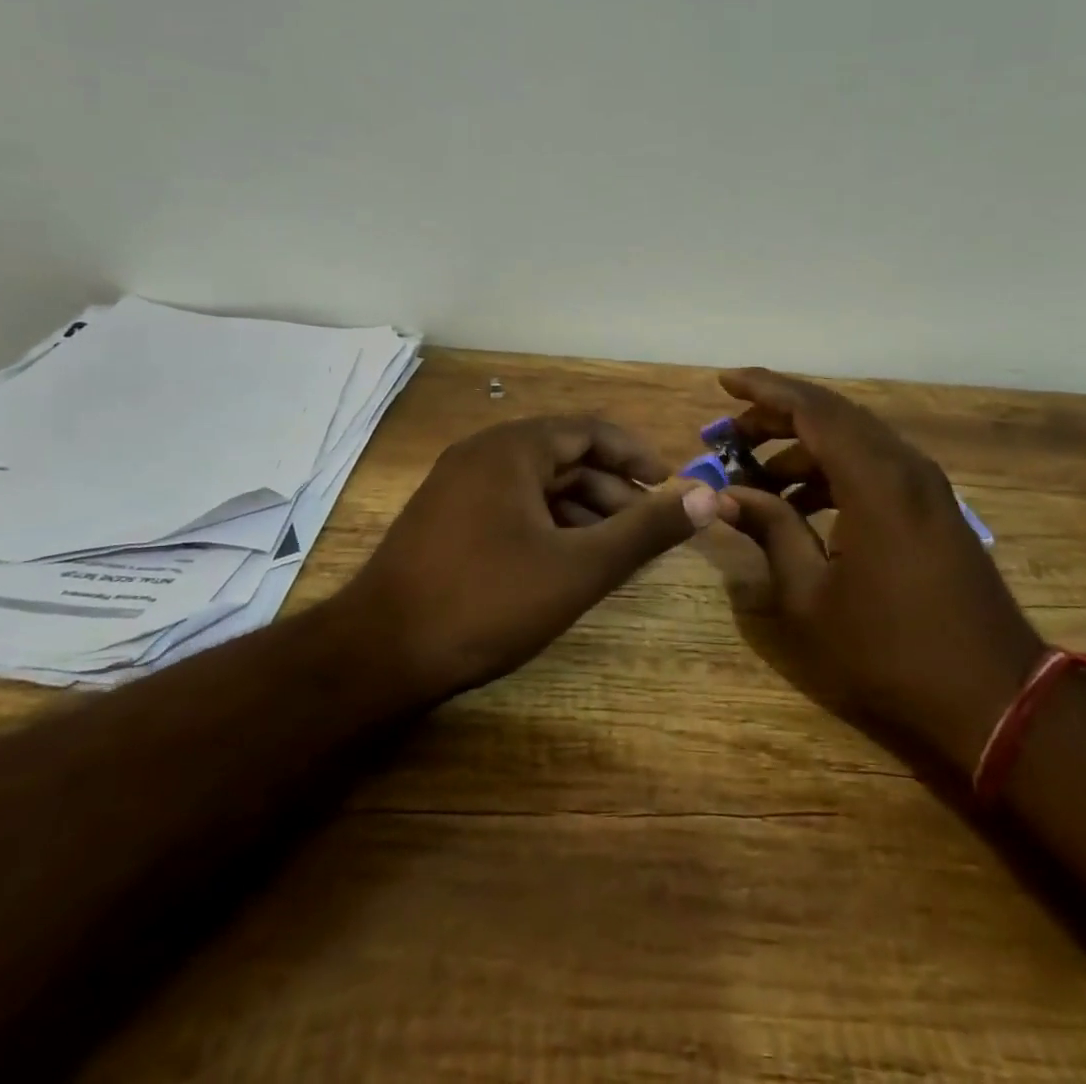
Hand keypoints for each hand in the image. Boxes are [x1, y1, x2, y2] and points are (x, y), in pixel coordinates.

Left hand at [352, 415, 718, 701]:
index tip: (670, 486)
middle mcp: (482, 454)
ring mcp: (456, 487)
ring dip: (581, 511)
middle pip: (564, 457)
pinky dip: (547, 526)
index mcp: (513, 448)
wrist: (377, 654)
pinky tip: (564, 563)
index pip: (591, 430)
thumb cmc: (487, 600)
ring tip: (614, 551)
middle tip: (648, 528)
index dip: (637, 455)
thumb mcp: (579, 567)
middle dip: (612, 490)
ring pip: (537, 486)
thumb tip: (708, 495)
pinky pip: (510, 507)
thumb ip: (646, 529)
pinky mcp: (443, 520)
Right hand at [716, 368, 1043, 760]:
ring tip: (757, 476)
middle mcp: (905, 467)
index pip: (812, 409)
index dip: (764, 390)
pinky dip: (832, 471)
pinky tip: (802, 503)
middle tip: (730, 436)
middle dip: (777, 417)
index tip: (724, 382)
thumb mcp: (810, 597)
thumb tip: (727, 496)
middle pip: (834, 416)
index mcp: (875, 480)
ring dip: (804, 448)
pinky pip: (874, 466)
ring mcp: (926, 487)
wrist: (995, 698)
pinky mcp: (934, 509)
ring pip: (855, 441)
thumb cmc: (891, 652)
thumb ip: (771, 531)